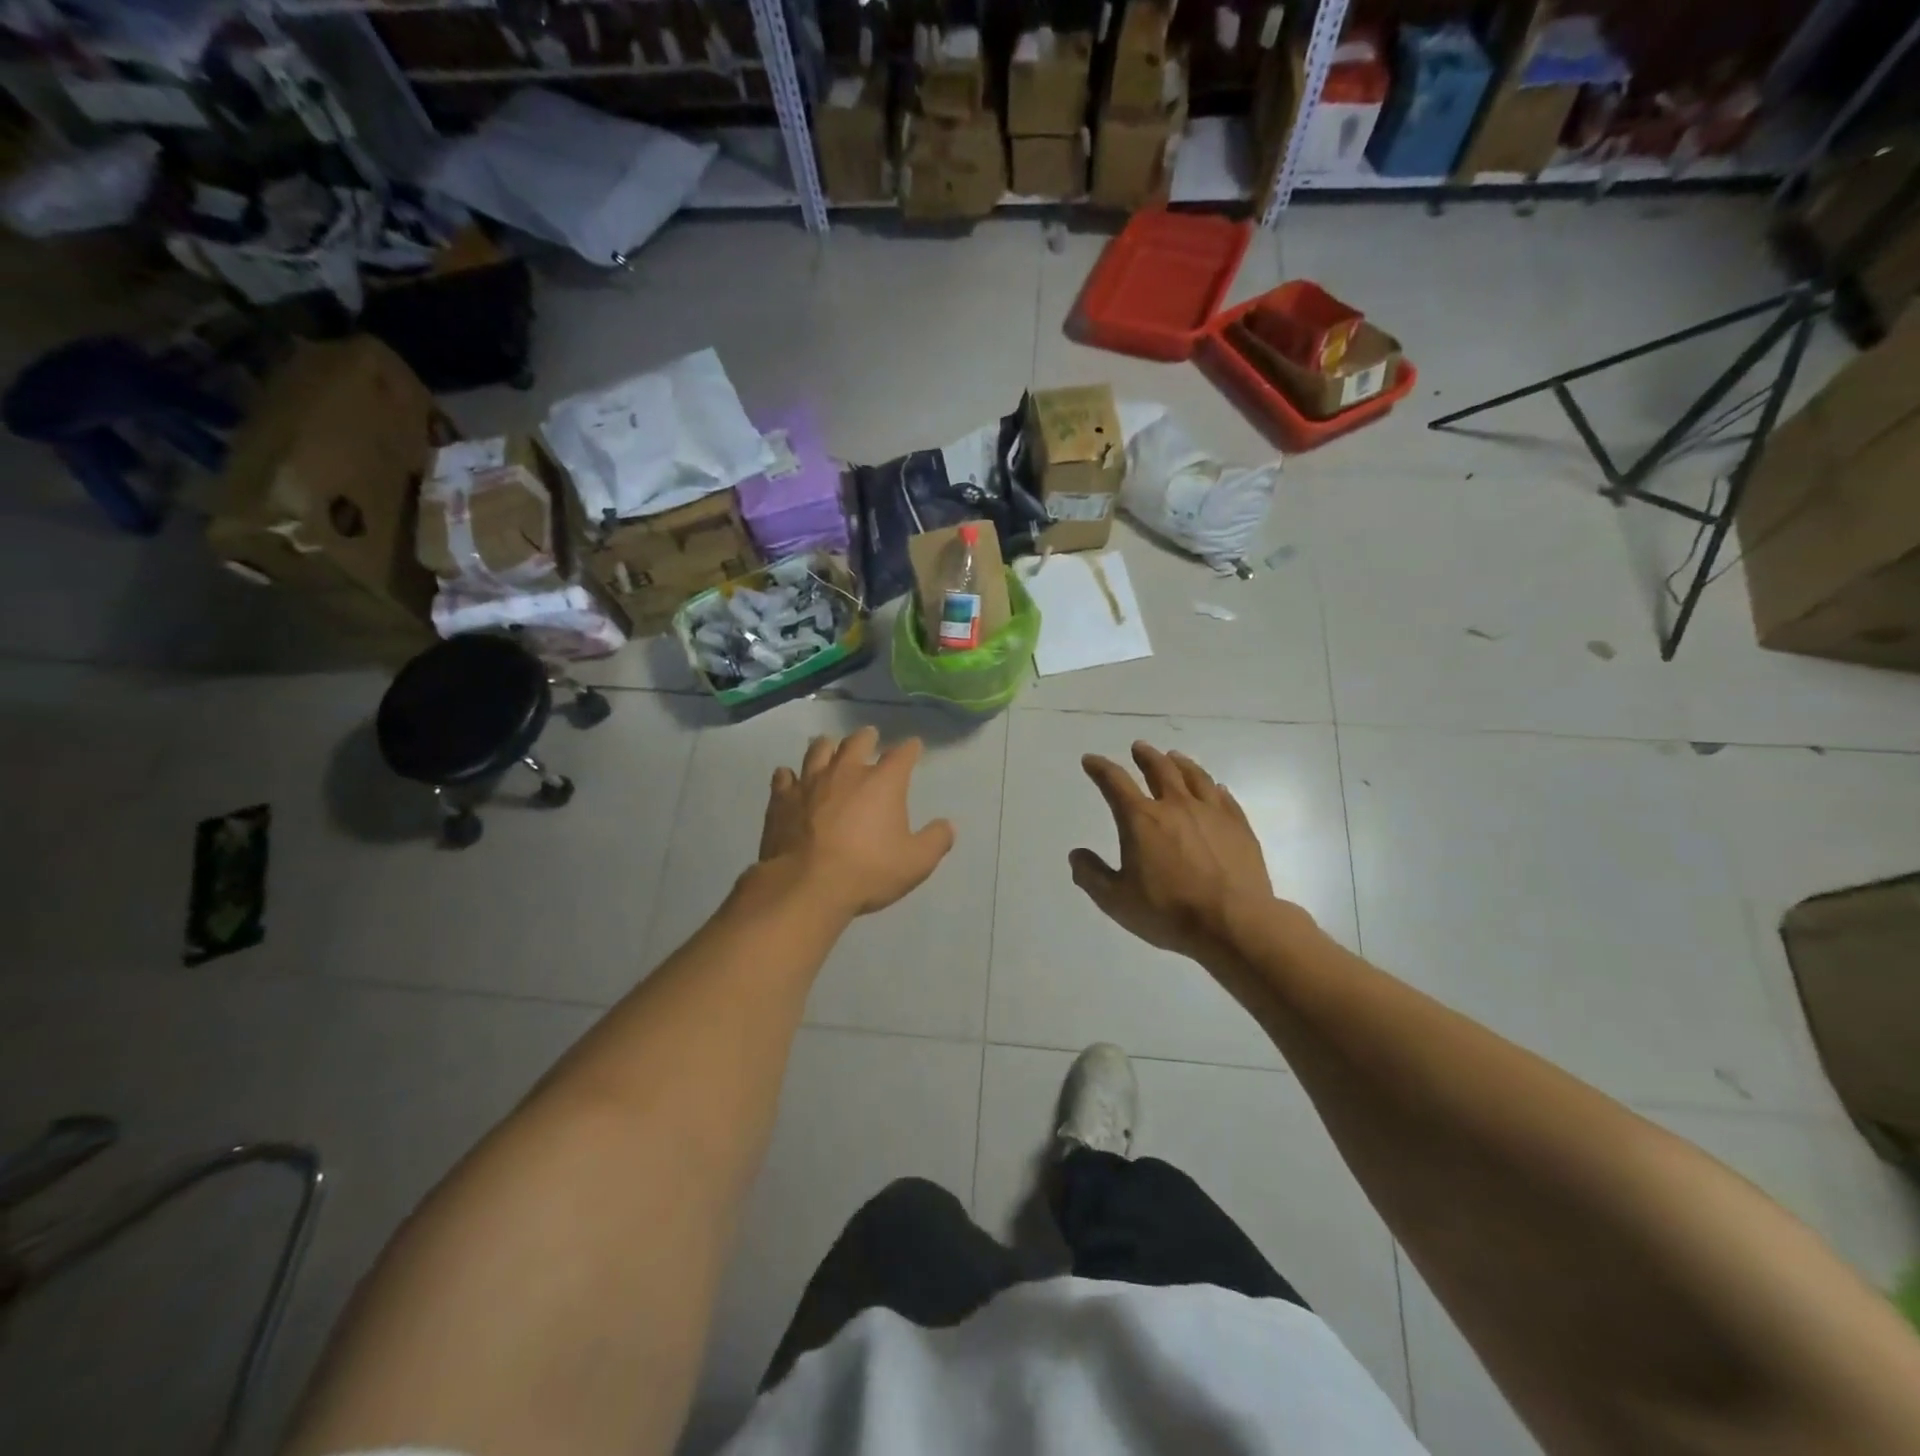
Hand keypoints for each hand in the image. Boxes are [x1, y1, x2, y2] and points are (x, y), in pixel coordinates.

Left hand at [759, 727, 955, 917]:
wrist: (807, 885)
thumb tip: (948, 825)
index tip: (914, 746)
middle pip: (857, 742)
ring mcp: (810, 782)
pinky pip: (784, 777)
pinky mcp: (782, 799)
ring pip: (818, 750)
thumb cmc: (868, 871)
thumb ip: (936, 841)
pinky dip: (788, 775)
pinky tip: (788, 776)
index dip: (910, 748)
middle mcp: (846, 772)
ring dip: (826, 746)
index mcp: (883, 782)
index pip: (902, 755)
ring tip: (828, 744)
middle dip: (867, 737)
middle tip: (869, 736)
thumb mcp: (915, 862)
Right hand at [1070, 743, 1278, 961]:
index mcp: (1141, 819)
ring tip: (1173, 756)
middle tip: (1139, 747)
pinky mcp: (1238, 825)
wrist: (1233, 923)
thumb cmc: (1169, 912)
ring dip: (1180, 763)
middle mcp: (1175, 805)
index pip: (1115, 782)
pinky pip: (1224, 796)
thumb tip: (1076, 855)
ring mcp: (1211, 812)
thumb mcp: (1116, 901)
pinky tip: (1215, 787)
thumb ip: (1092, 875)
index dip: (1100, 768)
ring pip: (1194, 776)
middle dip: (1145, 756)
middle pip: (1159, 769)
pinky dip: (1213, 787)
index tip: (1091, 761)